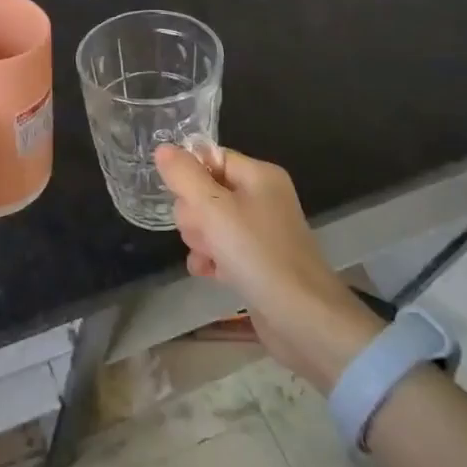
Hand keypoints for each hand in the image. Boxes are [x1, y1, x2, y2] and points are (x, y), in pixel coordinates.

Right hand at [155, 143, 381, 387]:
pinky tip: (207, 272)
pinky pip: (220, 248)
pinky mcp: (256, 261)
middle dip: (194, 213)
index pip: (210, 157)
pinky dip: (211, 259)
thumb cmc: (258, 254)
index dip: (190, 174)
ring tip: (208, 256)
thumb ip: (184, 176)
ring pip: (209, 222)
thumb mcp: (214, 209)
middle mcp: (262, 198)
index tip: (178, 196)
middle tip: (203, 232)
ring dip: (200, 239)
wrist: (304, 318)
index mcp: (259, 175)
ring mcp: (260, 231)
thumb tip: (163, 148)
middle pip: (206, 190)